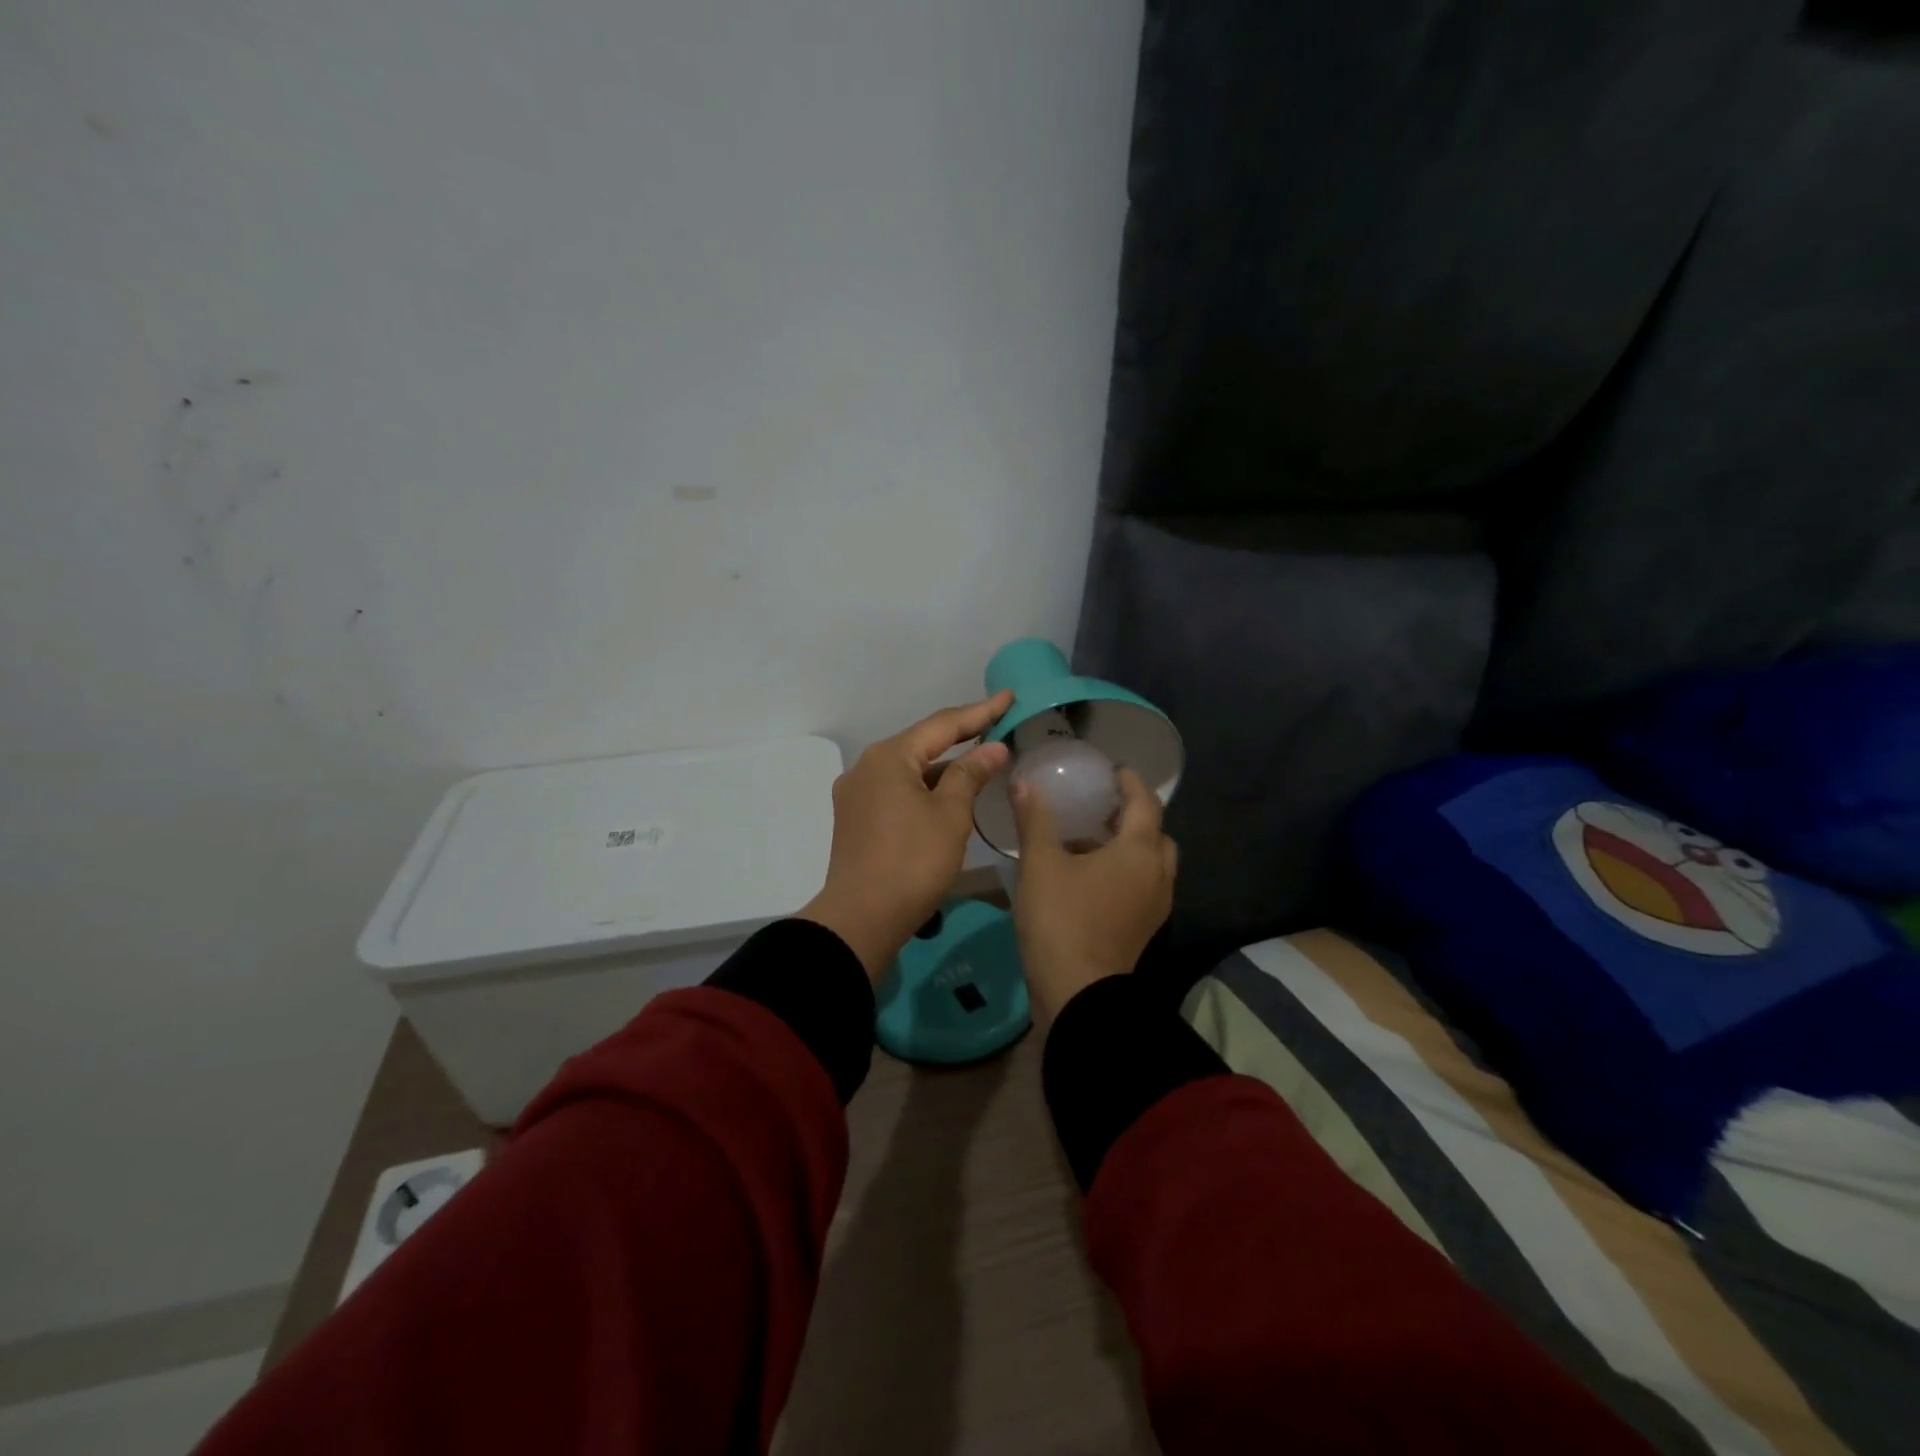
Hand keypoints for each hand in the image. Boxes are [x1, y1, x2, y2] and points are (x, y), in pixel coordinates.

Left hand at [799, 691, 1013, 980]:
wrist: (861, 918)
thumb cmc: (912, 861)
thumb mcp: (950, 815)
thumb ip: (971, 774)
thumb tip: (993, 748)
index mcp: (889, 757)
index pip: (942, 724)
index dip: (980, 711)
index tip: (1008, 697)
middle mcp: (867, 766)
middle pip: (922, 743)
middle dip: (961, 736)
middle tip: (998, 724)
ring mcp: (857, 794)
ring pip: (909, 769)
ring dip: (943, 766)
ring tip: (980, 760)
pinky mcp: (856, 818)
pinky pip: (897, 790)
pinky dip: (925, 787)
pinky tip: (947, 793)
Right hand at [1012, 767, 1176, 1022]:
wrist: (1078, 993)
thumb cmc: (1062, 920)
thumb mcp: (1041, 864)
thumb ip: (1035, 820)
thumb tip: (1023, 783)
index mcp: (1139, 852)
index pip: (1145, 803)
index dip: (1131, 782)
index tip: (1113, 770)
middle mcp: (1157, 875)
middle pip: (1156, 834)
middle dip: (1134, 816)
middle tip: (1102, 807)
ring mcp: (1155, 906)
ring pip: (1151, 863)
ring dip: (1130, 846)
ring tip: (1091, 840)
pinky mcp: (1143, 929)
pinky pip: (1143, 887)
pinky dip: (1126, 872)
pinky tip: (1090, 876)